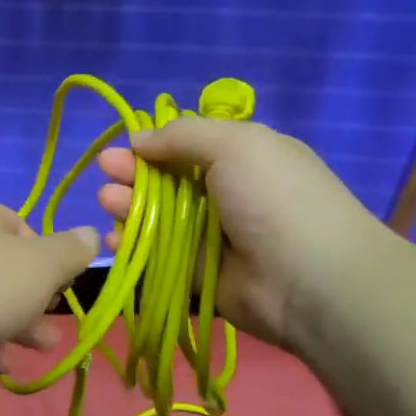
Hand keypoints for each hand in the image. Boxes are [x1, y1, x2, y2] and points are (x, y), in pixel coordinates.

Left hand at [0, 196, 97, 391]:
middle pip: (1, 269)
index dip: (47, 258)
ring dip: (13, 327)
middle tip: (54, 328)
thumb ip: (70, 251)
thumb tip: (91, 234)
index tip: (62, 287)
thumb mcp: (42, 265)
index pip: (20, 227)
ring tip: (39, 350)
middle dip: (33, 301)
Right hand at [95, 118, 391, 352]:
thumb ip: (183, 135)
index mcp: (242, 159)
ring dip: (127, 208)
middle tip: (104, 173)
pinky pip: (157, 258)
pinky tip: (114, 240)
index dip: (152, 145)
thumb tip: (139, 140)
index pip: (187, 147)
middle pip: (166, 182)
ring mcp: (211, 238)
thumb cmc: (275, 199)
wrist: (311, 280)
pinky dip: (134, 248)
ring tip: (107, 203)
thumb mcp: (236, 144)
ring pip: (157, 219)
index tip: (122, 147)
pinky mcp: (198, 276)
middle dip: (132, 175)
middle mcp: (225, 196)